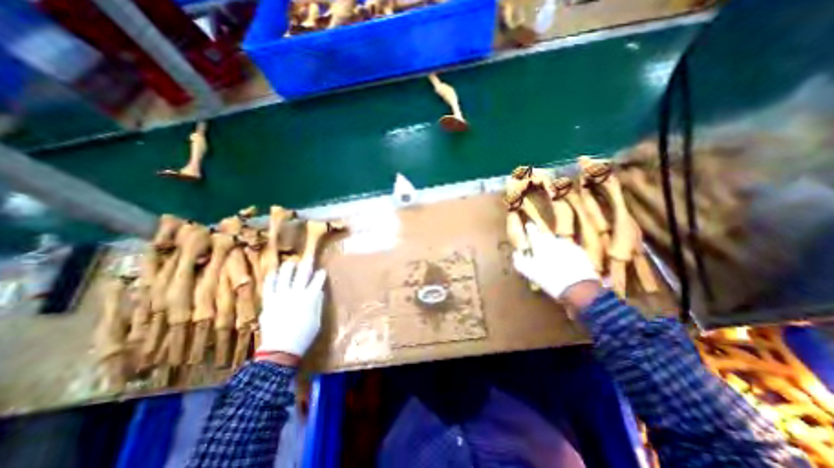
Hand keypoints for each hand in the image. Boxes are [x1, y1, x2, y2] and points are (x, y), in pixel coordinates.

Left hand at [260, 259, 327, 361]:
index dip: (321, 274)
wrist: (280, 350)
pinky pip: (269, 285)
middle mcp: (296, 293)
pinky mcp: (269, 301)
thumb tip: (318, 291)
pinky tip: (274, 272)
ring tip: (291, 262)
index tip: (322, 271)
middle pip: (302, 273)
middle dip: (307, 263)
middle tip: (308, 257)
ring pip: (285, 275)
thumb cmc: (304, 336)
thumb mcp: (317, 320)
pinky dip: (272, 277)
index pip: (318, 280)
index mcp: (310, 298)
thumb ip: (318, 303)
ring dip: (289, 267)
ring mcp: (281, 296)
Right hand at [512, 221, 602, 308]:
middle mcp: (554, 241)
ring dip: (553, 247)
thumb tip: (516, 253)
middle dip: (542, 239)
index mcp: (541, 244)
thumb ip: (519, 261)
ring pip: (558, 243)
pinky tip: (564, 262)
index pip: (533, 231)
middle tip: (539, 246)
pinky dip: (565, 253)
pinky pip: (569, 249)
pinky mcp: (580, 253)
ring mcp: (569, 246)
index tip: (528, 225)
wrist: (578, 288)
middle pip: (546, 236)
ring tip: (552, 256)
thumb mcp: (529, 272)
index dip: (530, 228)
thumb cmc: (549, 278)